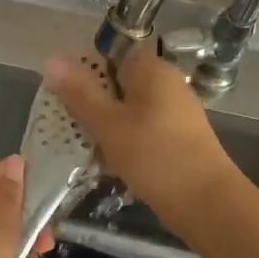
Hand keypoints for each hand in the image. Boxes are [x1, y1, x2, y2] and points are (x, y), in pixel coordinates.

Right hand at [45, 48, 234, 224]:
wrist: (206, 202)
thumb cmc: (153, 155)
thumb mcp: (107, 123)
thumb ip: (79, 92)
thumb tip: (52, 59)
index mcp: (152, 69)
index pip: (112, 55)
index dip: (85, 72)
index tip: (66, 98)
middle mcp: (168, 83)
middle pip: (119, 84)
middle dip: (94, 105)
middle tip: (72, 128)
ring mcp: (177, 112)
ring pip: (130, 111)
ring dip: (108, 128)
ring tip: (89, 150)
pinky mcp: (180, 139)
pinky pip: (144, 131)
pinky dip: (126, 144)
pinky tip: (112, 166)